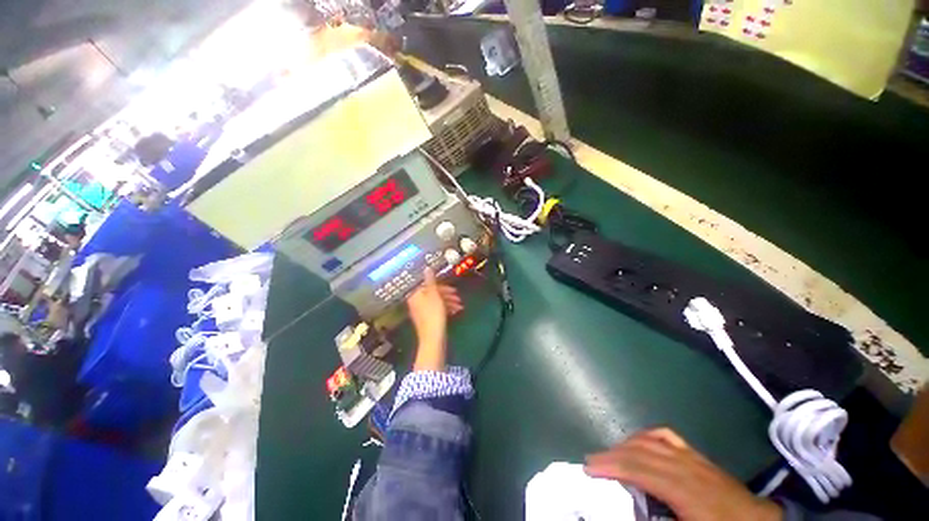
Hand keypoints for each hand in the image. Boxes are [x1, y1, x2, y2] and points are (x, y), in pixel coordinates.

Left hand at [407, 268, 462, 370]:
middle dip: (447, 295)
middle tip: (458, 298)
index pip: (428, 286)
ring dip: (449, 302)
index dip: (442, 287)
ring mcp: (421, 312)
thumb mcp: (434, 295)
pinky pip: (436, 310)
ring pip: (436, 302)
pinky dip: (446, 309)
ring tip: (459, 306)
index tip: (453, 290)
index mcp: (416, 295)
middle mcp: (416, 302)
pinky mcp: (427, 320)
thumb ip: (431, 281)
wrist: (433, 338)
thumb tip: (427, 267)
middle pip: (433, 294)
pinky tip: (455, 312)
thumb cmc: (434, 314)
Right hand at [585, 428, 781, 520]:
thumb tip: (634, 512)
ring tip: (609, 455)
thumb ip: (657, 519)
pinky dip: (646, 436)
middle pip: (641, 453)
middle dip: (612, 455)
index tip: (589, 469)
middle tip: (590, 462)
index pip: (641, 471)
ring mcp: (693, 458)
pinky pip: (667, 437)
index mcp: (687, 491)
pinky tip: (638, 442)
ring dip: (625, 445)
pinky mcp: (697, 456)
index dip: (613, 467)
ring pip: (650, 441)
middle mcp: (687, 467)